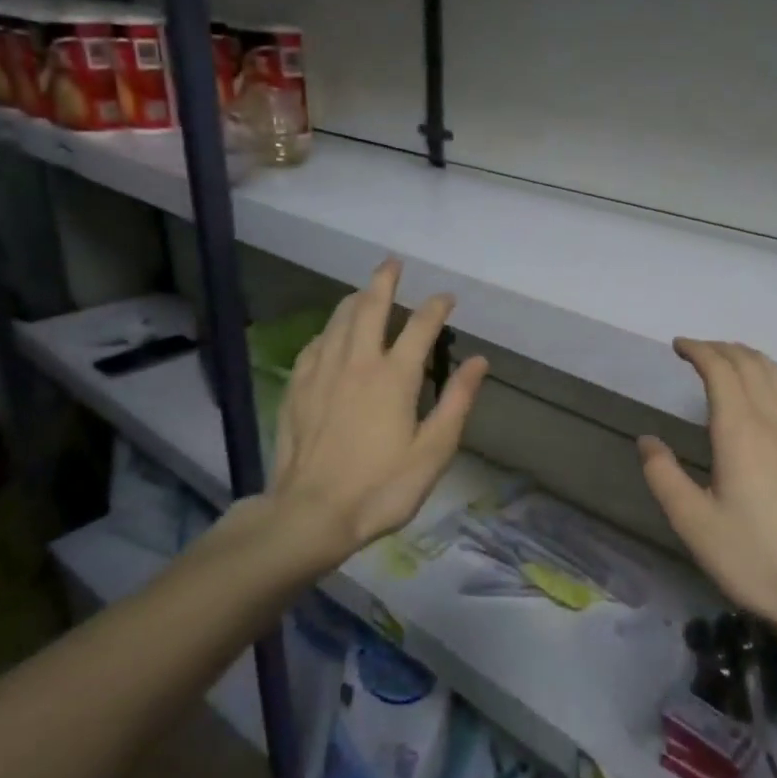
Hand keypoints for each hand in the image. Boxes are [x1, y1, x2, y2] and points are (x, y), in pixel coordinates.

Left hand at [266, 259, 488, 572]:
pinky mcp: (298, 389)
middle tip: (393, 263)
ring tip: (364, 291)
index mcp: (394, 376)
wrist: (310, 514)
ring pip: (337, 321)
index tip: (448, 298)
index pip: (421, 326)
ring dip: (354, 299)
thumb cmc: (381, 487)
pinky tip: (330, 335)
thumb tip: (479, 362)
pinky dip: (328, 330)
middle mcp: (357, 363)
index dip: (437, 307)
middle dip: (384, 281)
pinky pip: (314, 345)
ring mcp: (322, 373)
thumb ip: (456, 402)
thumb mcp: (433, 451)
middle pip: (370, 308)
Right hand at [638, 340, 776, 651]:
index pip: (721, 370)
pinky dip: (771, 377)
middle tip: (696, 351)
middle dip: (722, 348)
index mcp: (741, 432)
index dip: (699, 350)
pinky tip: (762, 395)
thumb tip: (647, 441)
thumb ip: (664, 476)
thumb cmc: (751, 558)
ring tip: (727, 360)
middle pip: (751, 364)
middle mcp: (775, 422)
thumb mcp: (693, 523)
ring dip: (749, 358)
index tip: (678, 346)